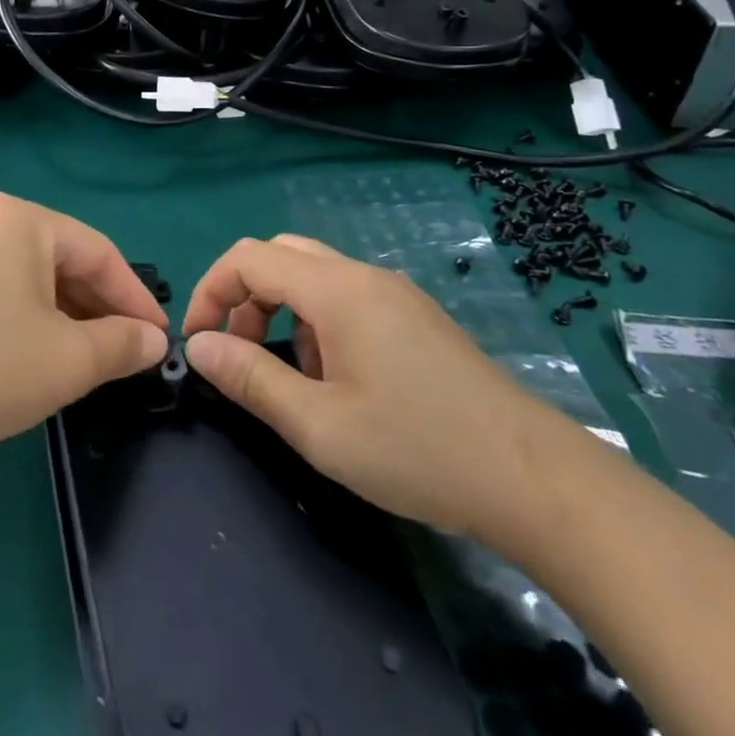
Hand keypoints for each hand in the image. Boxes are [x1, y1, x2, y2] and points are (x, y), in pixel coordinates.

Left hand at [0, 194, 168, 468]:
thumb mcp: (67, 360)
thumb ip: (121, 345)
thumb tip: (154, 341)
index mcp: (21, 219)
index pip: (99, 252)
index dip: (135, 299)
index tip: (161, 342)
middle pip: (64, 262)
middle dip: (100, 310)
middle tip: (128, 356)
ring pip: (31, 282)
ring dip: (67, 320)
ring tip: (89, 364)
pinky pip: (0, 296)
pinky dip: (30, 324)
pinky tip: (38, 360)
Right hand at [182, 235, 569, 543]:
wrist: (535, 480)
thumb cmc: (417, 450)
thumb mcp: (319, 425)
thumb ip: (250, 379)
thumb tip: (199, 347)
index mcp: (337, 289)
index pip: (249, 257)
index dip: (211, 291)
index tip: (199, 342)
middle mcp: (364, 275)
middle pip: (281, 255)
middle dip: (245, 297)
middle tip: (240, 353)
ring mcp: (395, 293)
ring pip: (314, 275)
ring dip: (282, 311)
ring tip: (292, 377)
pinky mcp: (416, 317)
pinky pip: (347, 297)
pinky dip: (317, 322)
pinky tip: (338, 381)